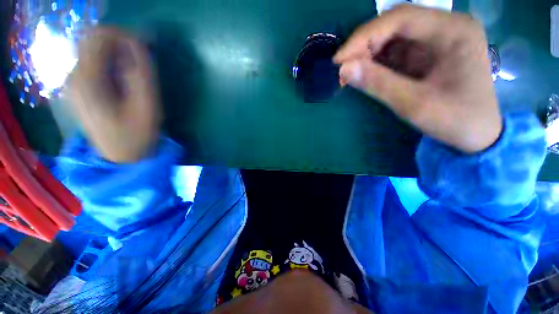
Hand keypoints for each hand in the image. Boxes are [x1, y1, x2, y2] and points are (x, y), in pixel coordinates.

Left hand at [65, 28, 160, 162]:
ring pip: (92, 50)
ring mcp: (73, 83)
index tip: (144, 42)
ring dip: (115, 52)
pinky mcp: (78, 88)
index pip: (98, 37)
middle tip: (141, 54)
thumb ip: (141, 73)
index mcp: (88, 81)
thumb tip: (137, 43)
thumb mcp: (147, 105)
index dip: (122, 34)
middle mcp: (74, 77)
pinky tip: (123, 76)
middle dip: (118, 41)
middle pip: (91, 40)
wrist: (121, 156)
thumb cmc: (138, 134)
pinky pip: (92, 62)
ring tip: (135, 68)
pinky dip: (110, 61)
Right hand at [334, 5, 501, 153]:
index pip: (400, 18)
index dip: (364, 37)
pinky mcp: (426, 54)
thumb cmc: (455, 120)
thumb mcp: (414, 104)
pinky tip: (364, 74)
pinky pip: (395, 51)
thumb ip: (378, 84)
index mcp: (453, 30)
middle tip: (343, 69)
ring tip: (349, 74)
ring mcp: (436, 39)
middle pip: (395, 24)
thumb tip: (343, 69)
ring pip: (392, 37)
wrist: (476, 134)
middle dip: (364, 45)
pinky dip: (375, 62)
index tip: (339, 60)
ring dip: (367, 54)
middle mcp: (445, 27)